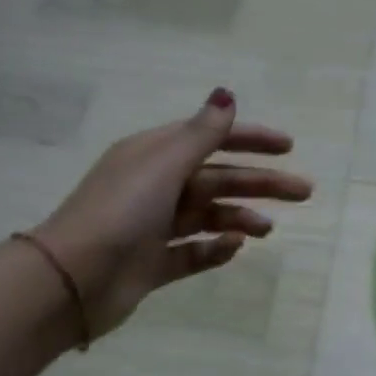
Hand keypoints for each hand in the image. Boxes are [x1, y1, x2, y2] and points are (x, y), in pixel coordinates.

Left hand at [34, 88, 311, 336]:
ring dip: (240, 217)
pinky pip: (192, 252)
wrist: (72, 280)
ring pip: (208, 216)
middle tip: (303, 191)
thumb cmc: (120, 212)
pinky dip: (214, 249)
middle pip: (217, 178)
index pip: (210, 139)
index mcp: (153, 155)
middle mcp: (154, 187)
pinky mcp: (152, 264)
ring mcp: (152, 227)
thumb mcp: (164, 165)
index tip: (288, 146)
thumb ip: (201, 134)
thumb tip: (227, 94)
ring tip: (267, 229)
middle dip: (259, 182)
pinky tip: (234, 250)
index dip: (249, 139)